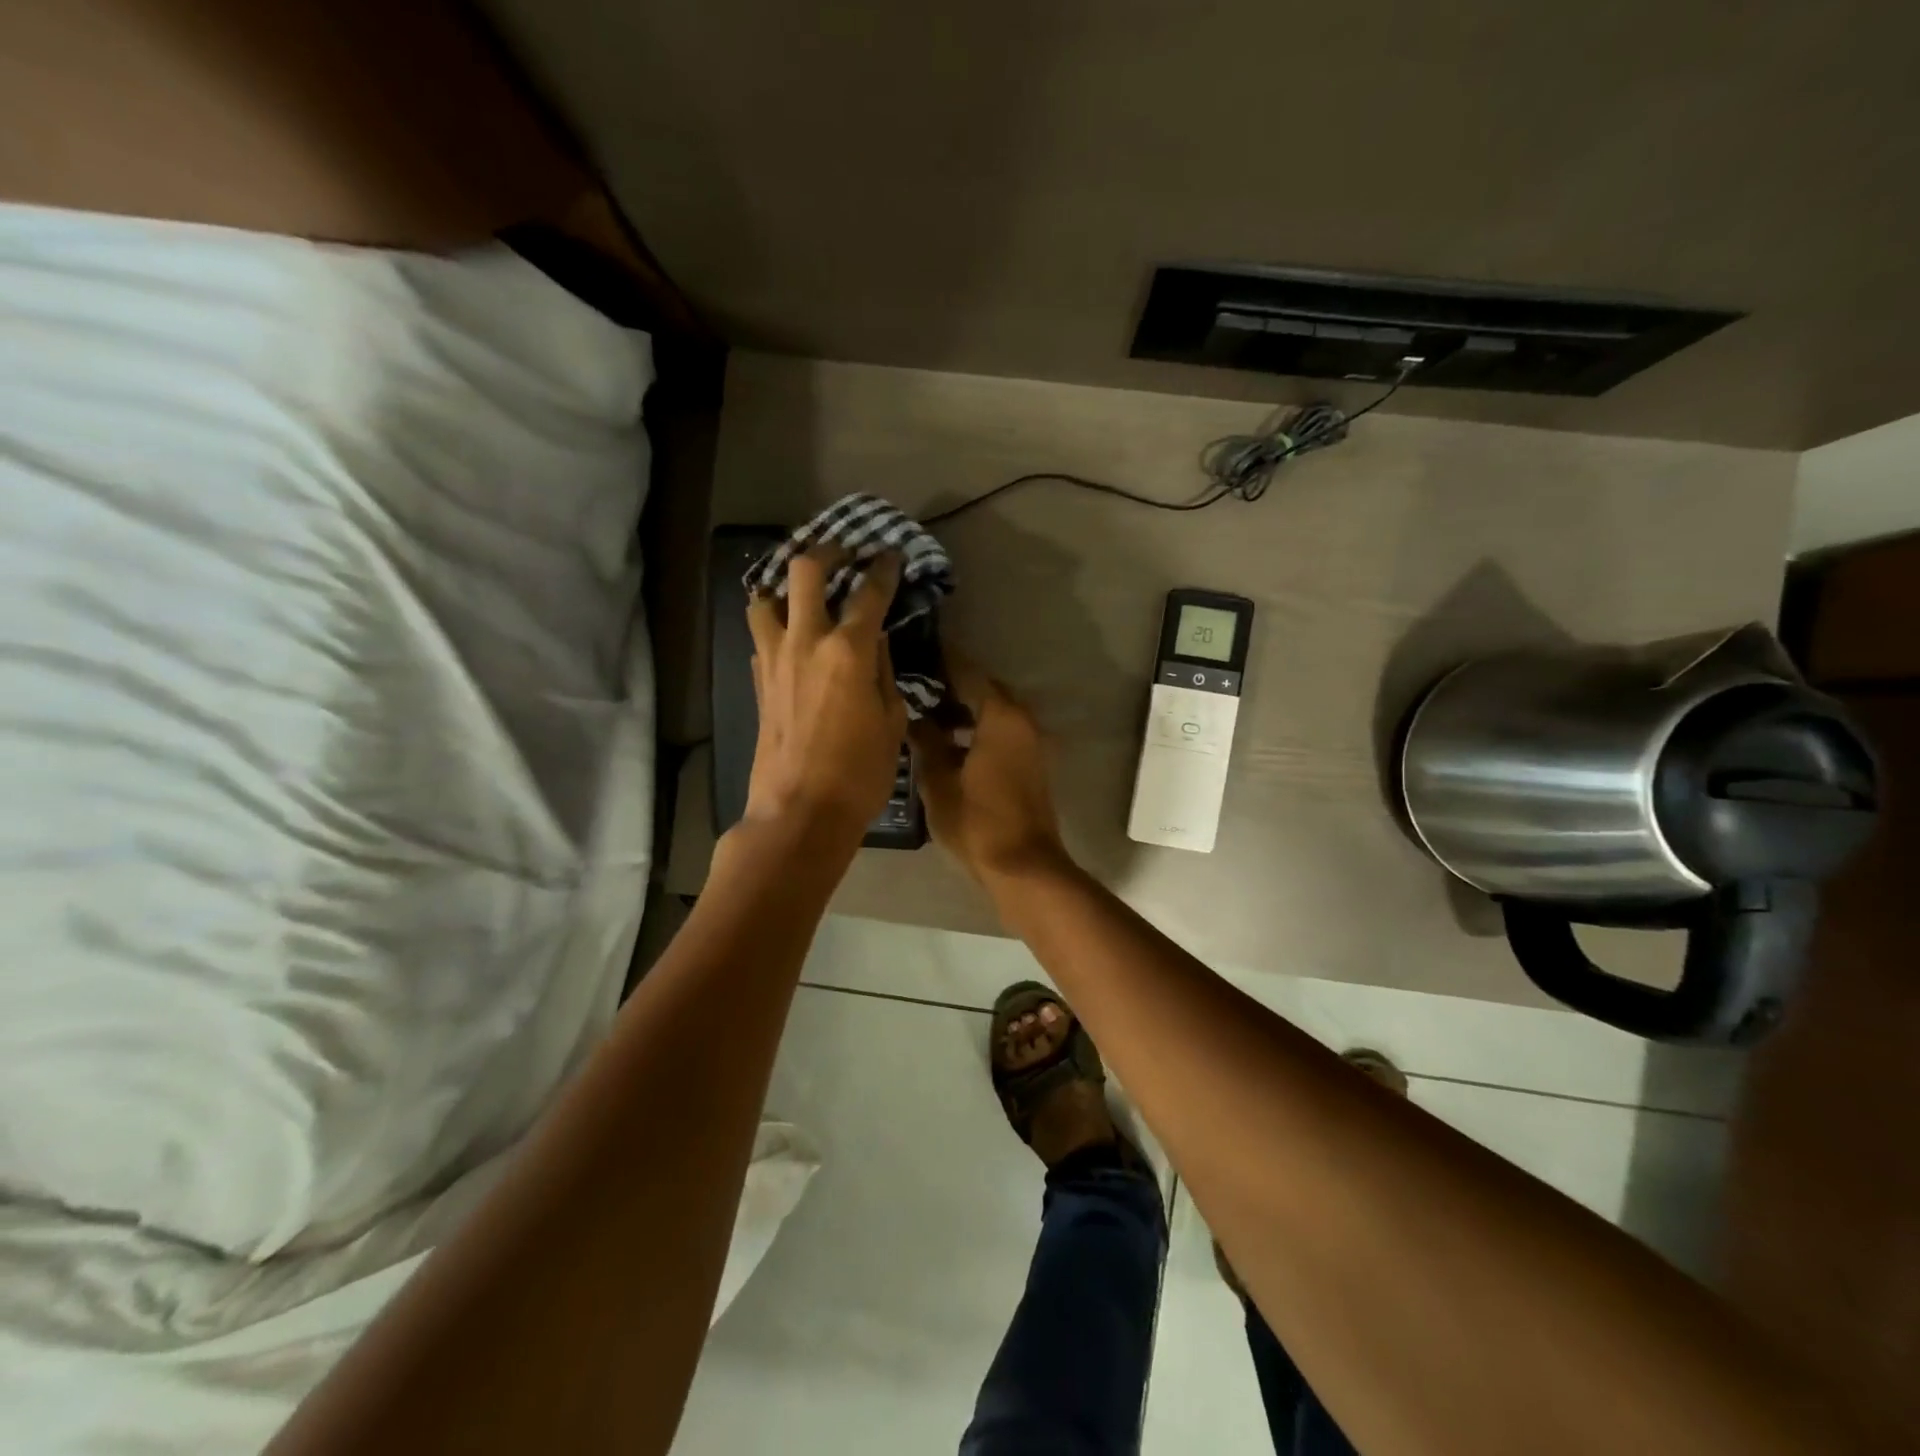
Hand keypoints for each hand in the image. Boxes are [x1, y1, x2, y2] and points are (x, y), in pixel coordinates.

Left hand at [743, 551, 906, 846]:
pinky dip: (776, 627)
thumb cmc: (859, 774)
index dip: (883, 569)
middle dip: (825, 552)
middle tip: (842, 553)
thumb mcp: (891, 723)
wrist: (799, 813)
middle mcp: (805, 642)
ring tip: (804, 593)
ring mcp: (774, 660)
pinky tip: (793, 640)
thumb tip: (877, 644)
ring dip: (785, 587)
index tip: (889, 556)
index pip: (868, 593)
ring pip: (765, 598)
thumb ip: (885, 674)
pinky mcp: (758, 682)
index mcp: (848, 651)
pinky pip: (762, 637)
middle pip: (804, 571)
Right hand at [909, 653, 1069, 888]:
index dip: (941, 661)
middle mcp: (1022, 721)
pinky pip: (1002, 732)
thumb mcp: (938, 781)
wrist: (1023, 867)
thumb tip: (915, 718)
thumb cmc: (977, 822)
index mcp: (1001, 717)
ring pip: (994, 712)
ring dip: (965, 709)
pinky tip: (949, 741)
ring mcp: (1031, 743)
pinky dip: (978, 728)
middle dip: (952, 685)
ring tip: (926, 712)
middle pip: (984, 690)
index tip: (916, 650)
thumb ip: (926, 742)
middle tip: (915, 683)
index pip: (968, 673)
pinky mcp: (1031, 763)